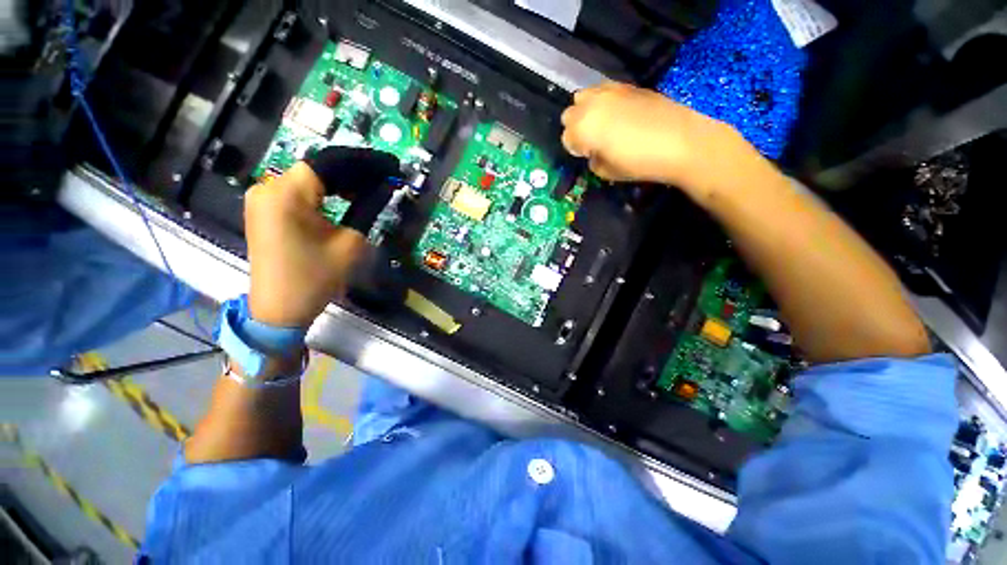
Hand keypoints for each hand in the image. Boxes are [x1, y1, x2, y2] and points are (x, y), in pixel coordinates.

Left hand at [244, 162, 367, 327]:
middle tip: (383, 179)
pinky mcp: (264, 210)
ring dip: (339, 183)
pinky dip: (323, 193)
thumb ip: (366, 210)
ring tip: (368, 190)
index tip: (388, 165)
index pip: (328, 163)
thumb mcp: (350, 243)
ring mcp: (262, 198)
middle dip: (352, 173)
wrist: (279, 309)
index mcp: (287, 194)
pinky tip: (344, 199)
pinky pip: (298, 192)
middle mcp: (268, 188)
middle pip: (317, 168)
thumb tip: (381, 189)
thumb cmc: (315, 278)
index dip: (362, 162)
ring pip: (309, 179)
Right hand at [561, 82, 743, 190]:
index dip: (575, 149)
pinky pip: (603, 90)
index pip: (566, 138)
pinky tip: (617, 114)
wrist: (679, 140)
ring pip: (583, 97)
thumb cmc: (638, 162)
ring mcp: (609, 91)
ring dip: (586, 111)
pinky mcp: (626, 86)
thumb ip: (592, 160)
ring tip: (602, 124)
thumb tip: (593, 153)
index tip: (587, 156)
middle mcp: (591, 105)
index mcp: (583, 128)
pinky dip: (602, 102)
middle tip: (592, 140)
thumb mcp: (607, 172)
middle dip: (576, 128)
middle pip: (569, 114)